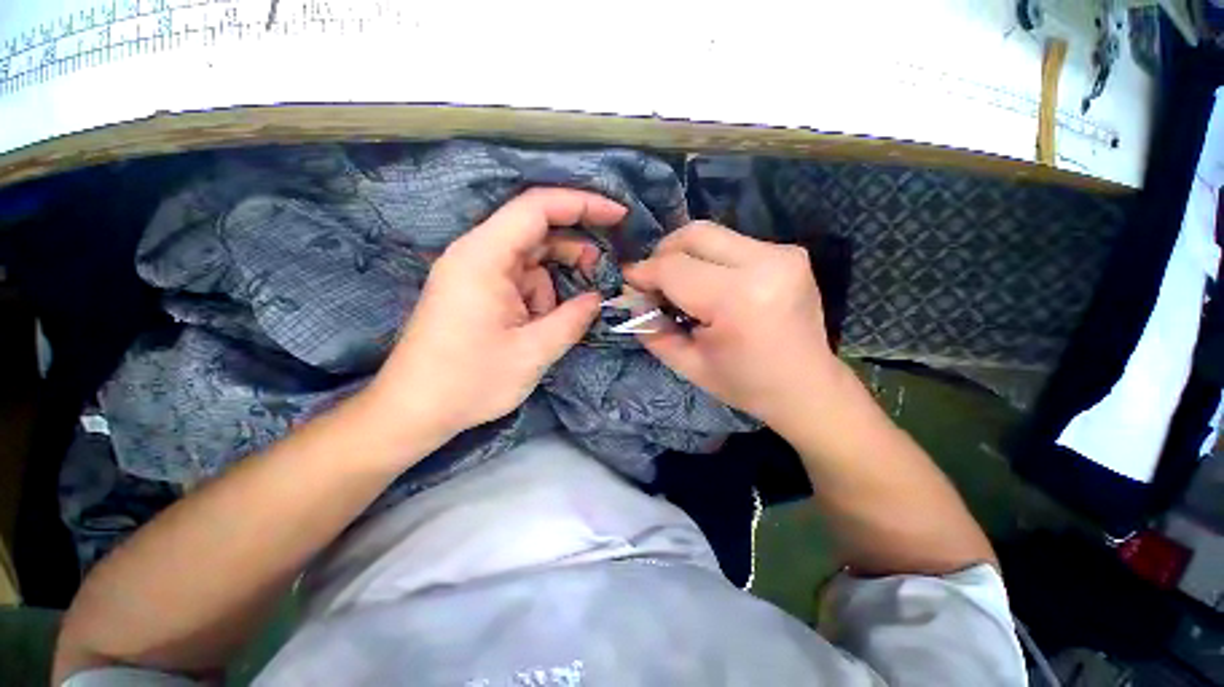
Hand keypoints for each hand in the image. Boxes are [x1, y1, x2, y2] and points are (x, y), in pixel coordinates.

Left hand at [366, 188, 625, 447]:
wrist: (414, 411)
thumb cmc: (469, 381)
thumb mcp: (533, 352)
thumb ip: (572, 319)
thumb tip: (596, 299)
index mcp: (484, 257)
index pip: (537, 207)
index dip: (582, 203)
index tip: (618, 215)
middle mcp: (476, 254)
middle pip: (535, 230)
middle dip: (572, 248)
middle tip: (601, 270)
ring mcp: (474, 273)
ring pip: (530, 260)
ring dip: (553, 285)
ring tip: (558, 320)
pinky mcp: (476, 291)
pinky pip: (518, 280)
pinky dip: (538, 297)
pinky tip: (539, 325)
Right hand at [624, 221, 839, 427]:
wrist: (808, 387)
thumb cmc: (745, 384)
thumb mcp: (688, 365)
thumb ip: (651, 329)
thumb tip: (632, 297)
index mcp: (738, 299)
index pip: (674, 268)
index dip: (644, 272)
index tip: (628, 281)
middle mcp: (765, 263)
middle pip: (694, 235)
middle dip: (663, 253)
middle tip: (653, 280)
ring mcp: (783, 253)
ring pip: (712, 234)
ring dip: (686, 255)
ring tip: (680, 286)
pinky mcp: (790, 253)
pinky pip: (732, 243)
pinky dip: (710, 259)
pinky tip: (709, 285)